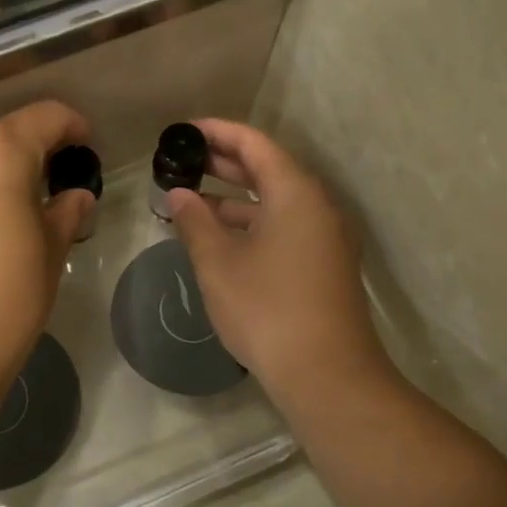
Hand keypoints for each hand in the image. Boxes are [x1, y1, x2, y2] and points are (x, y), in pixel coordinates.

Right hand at [166, 120, 393, 404]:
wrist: (327, 374)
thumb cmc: (267, 310)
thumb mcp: (219, 264)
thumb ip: (195, 222)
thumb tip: (179, 195)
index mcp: (295, 192)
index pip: (254, 143)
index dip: (216, 132)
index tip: (182, 131)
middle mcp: (317, 205)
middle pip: (268, 168)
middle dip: (223, 162)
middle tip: (181, 160)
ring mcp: (325, 235)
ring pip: (276, 200)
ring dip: (235, 197)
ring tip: (192, 199)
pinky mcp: (325, 263)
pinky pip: (285, 225)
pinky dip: (252, 222)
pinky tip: (221, 237)